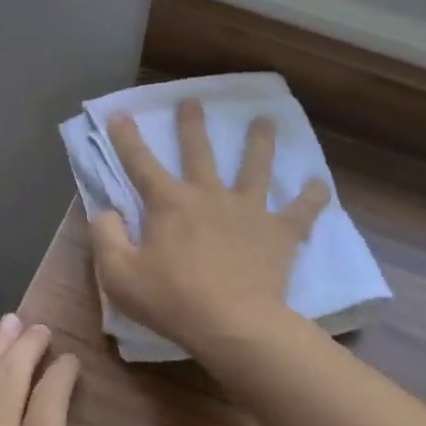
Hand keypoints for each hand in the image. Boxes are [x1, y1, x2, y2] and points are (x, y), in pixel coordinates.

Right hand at [91, 98, 328, 353]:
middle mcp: (208, 195)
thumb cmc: (171, 300)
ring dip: (259, 142)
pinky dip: (312, 197)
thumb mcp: (118, 274)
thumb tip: (106, 211)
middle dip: (192, 125)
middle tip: (193, 101)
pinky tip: (320, 184)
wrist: (233, 325)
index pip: (140, 163)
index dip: (127, 138)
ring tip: (265, 121)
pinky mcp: (279, 232)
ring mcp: (247, 210)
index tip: (119, 114)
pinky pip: (301, 211)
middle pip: (199, 152)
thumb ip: (105, 237)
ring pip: (255, 167)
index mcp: (168, 203)